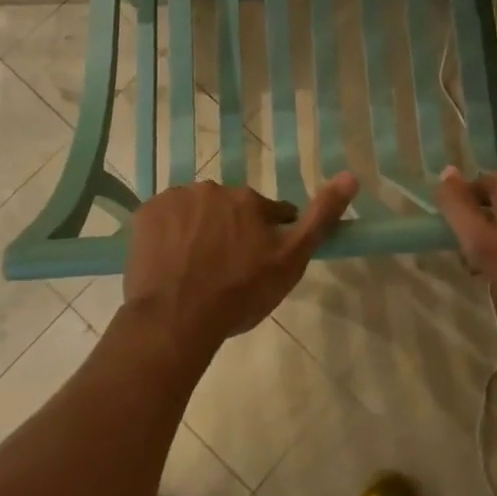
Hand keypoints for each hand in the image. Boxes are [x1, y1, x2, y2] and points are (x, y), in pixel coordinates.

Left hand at [122, 173, 357, 356]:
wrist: (175, 319)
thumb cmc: (238, 294)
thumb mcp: (290, 262)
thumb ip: (320, 218)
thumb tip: (351, 175)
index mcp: (248, 199)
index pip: (267, 213)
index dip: (266, 239)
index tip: (257, 266)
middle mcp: (212, 188)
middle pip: (229, 210)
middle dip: (230, 231)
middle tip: (225, 271)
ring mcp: (174, 199)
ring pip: (195, 212)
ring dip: (199, 231)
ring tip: (194, 270)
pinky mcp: (145, 214)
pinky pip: (164, 219)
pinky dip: (169, 235)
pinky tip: (170, 263)